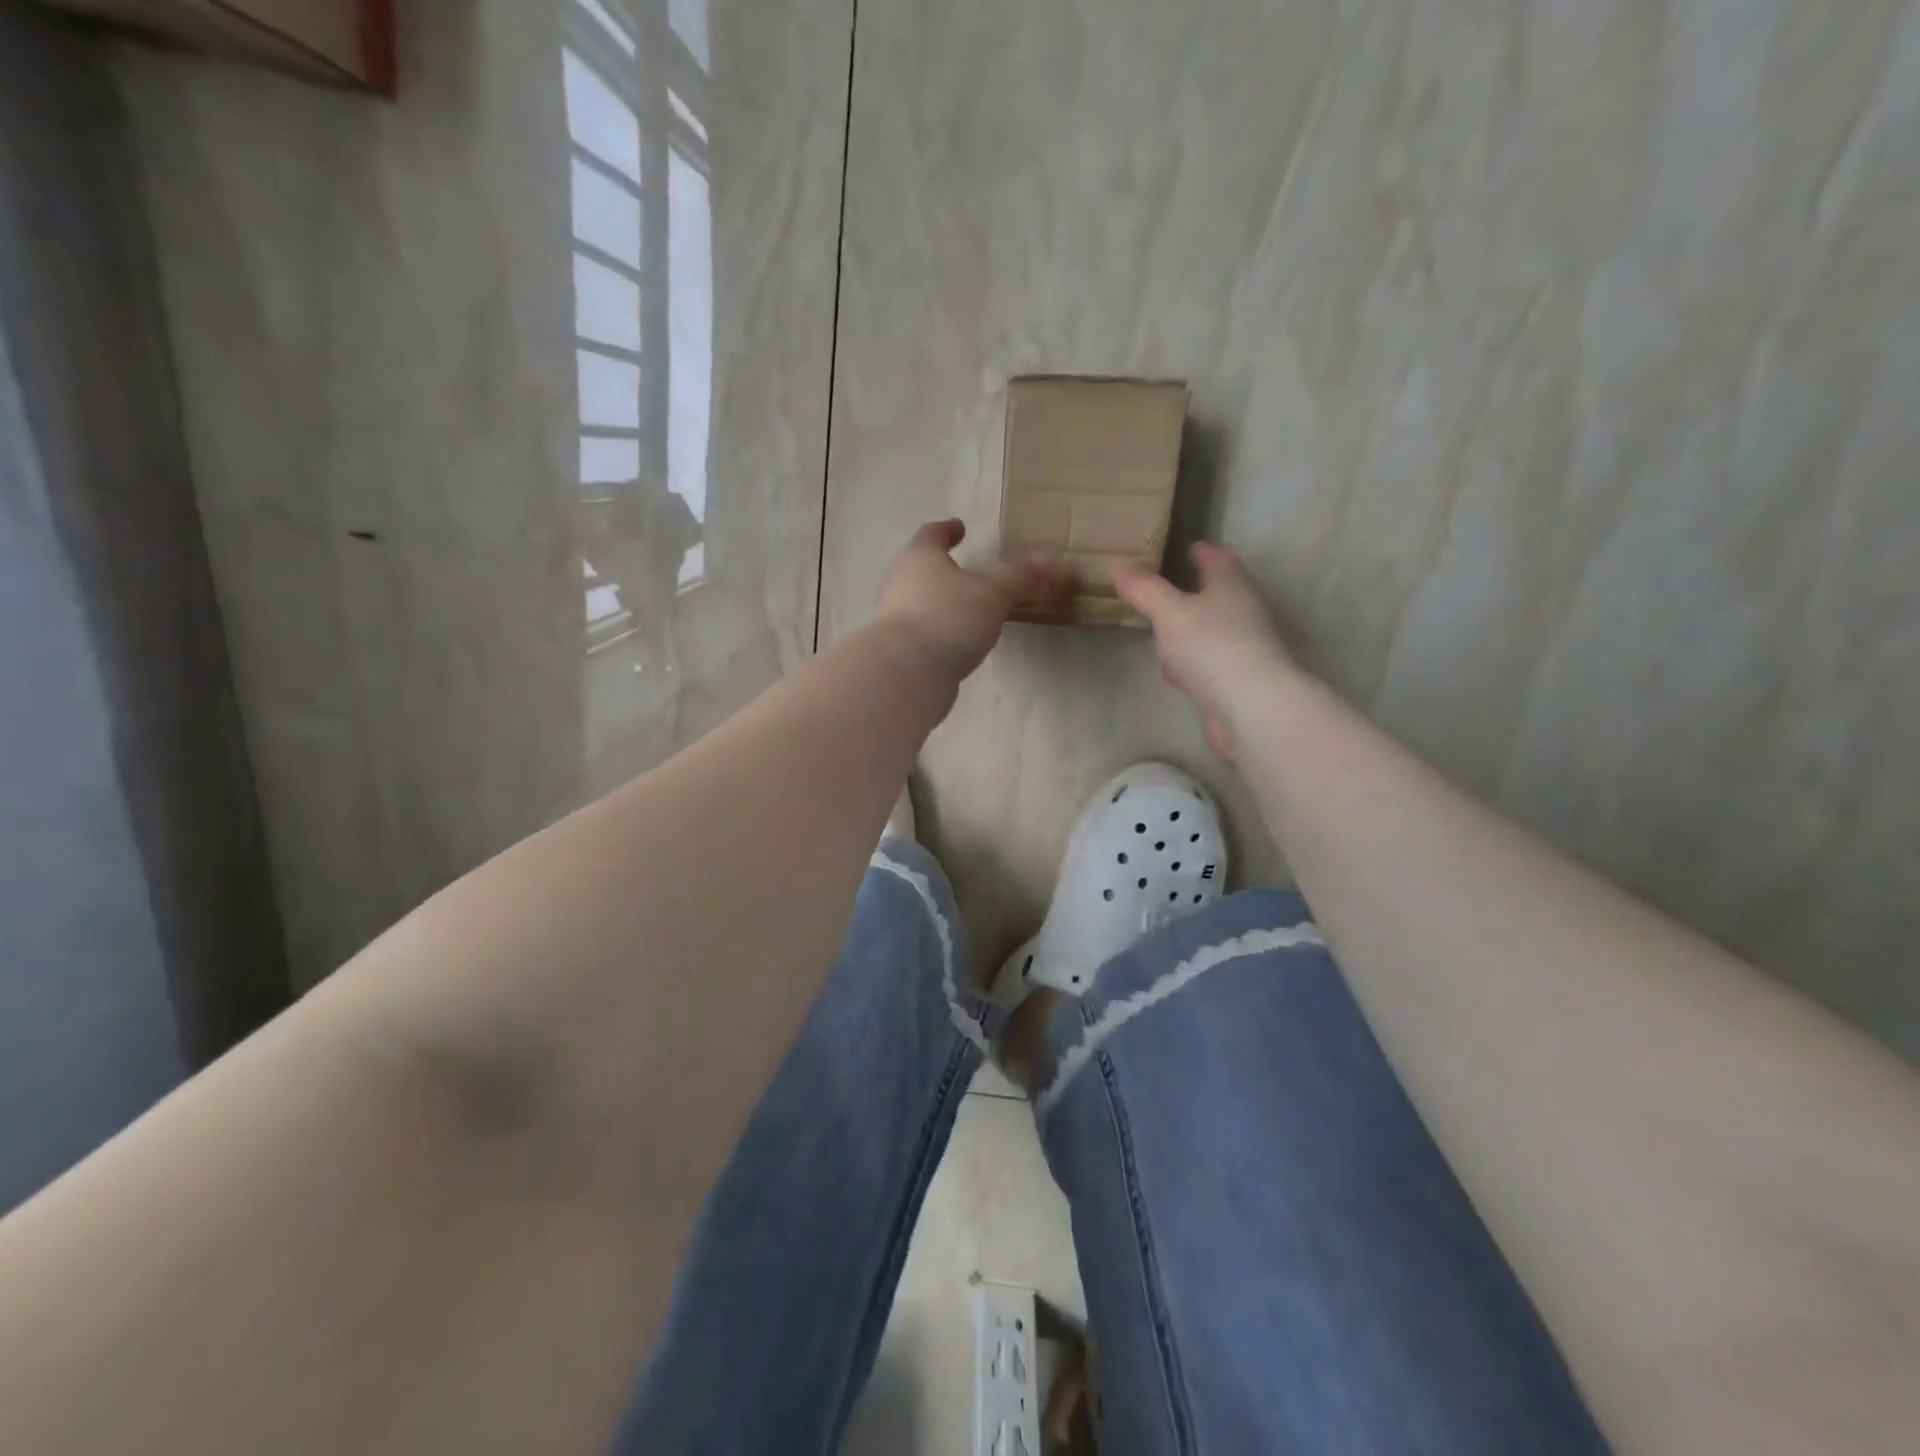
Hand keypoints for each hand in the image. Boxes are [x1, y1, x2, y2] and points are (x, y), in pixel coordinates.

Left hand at [875, 519, 1068, 679]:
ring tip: (967, 609)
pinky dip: (938, 630)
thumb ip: (1020, 578)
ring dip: (940, 602)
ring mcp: (893, 618)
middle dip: (942, 568)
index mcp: (920, 557)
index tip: (959, 528)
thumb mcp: (993, 594)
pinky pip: (922, 630)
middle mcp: (899, 582)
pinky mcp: (896, 649)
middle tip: (965, 570)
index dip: (947, 530)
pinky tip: (956, 641)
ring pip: (919, 601)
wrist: (906, 673)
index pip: (932, 534)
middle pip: (920, 567)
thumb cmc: (948, 618)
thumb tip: (1051, 561)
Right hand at [1113, 543, 1295, 763]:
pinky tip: (1174, 674)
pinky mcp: (1238, 683)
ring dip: (1192, 631)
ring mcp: (1245, 650)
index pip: (1222, 560)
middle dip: (1196, 592)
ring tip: (1164, 632)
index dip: (1205, 552)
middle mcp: (1245, 614)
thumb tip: (1120, 564)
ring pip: (1213, 633)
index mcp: (1233, 587)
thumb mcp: (1169, 612)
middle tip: (1169, 589)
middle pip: (1220, 596)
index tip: (1191, 548)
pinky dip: (1191, 664)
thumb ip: (1145, 589)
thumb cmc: (1212, 646)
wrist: (1251, 707)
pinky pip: (1209, 665)